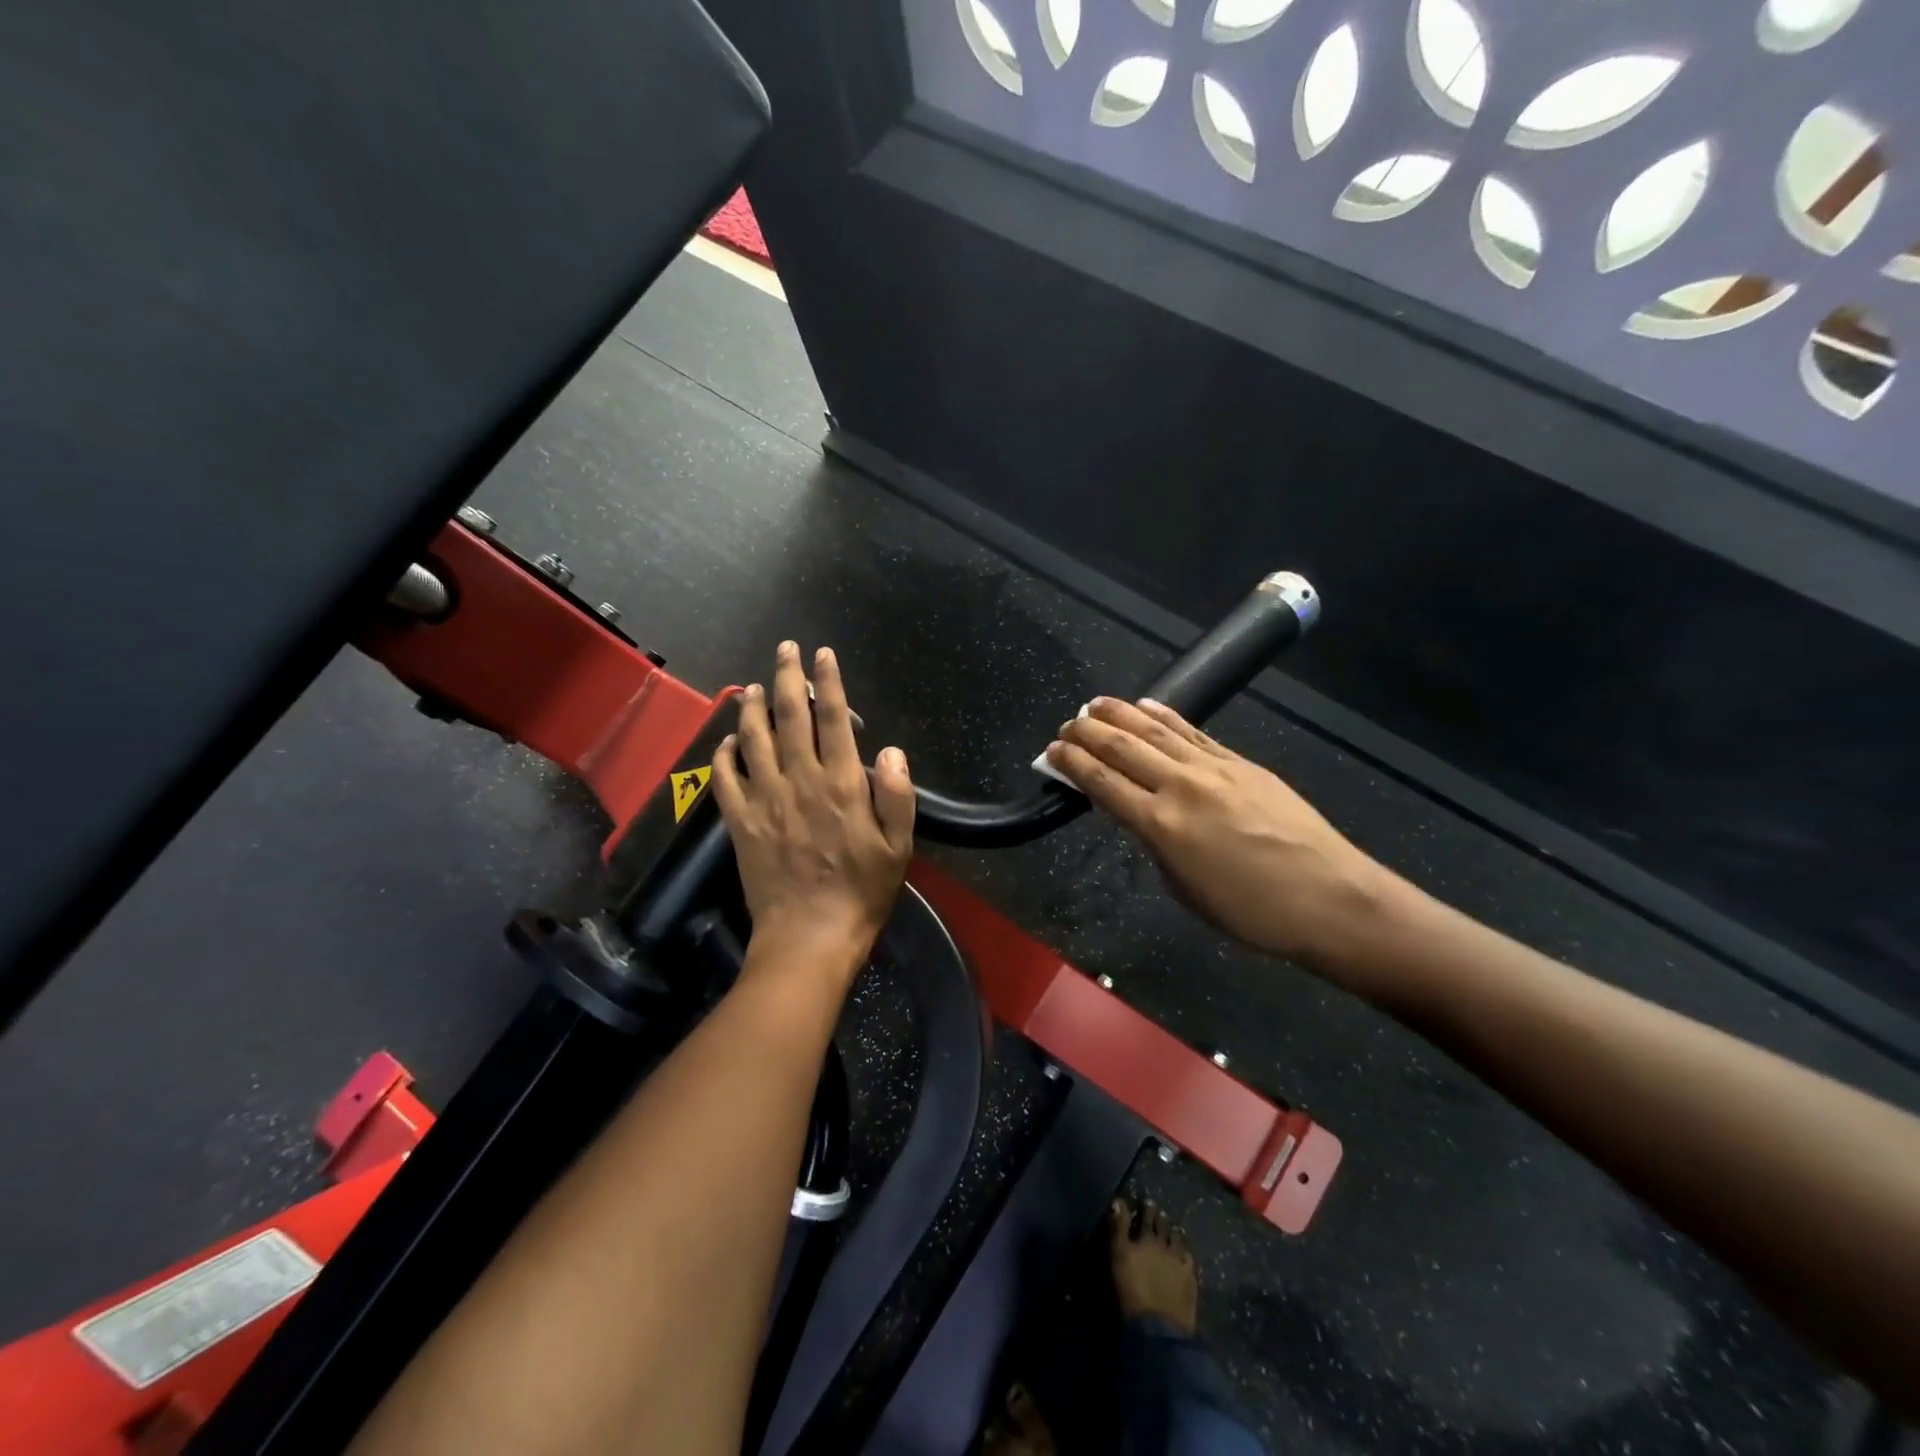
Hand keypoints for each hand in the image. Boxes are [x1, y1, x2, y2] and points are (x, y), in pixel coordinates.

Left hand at [712, 642, 914, 982]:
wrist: (810, 936)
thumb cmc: (861, 891)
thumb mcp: (898, 846)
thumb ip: (897, 794)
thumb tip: (889, 750)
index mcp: (843, 784)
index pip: (833, 719)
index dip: (828, 682)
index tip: (823, 654)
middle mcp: (800, 781)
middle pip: (789, 717)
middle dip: (787, 677)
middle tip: (784, 649)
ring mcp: (765, 800)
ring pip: (753, 740)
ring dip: (752, 708)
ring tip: (752, 686)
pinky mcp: (741, 823)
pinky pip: (725, 779)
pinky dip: (723, 754)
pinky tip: (727, 740)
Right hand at [1045, 698, 1386, 965]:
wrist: (1330, 897)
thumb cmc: (1251, 911)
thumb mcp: (1185, 888)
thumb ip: (1156, 845)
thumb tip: (1141, 816)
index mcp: (1160, 825)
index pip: (1102, 783)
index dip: (1072, 764)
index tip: (1052, 751)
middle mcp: (1181, 786)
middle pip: (1122, 748)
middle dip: (1087, 733)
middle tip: (1065, 725)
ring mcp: (1214, 769)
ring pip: (1155, 731)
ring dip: (1120, 714)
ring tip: (1095, 704)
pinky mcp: (1241, 763)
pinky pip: (1194, 732)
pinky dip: (1165, 717)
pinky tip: (1145, 706)